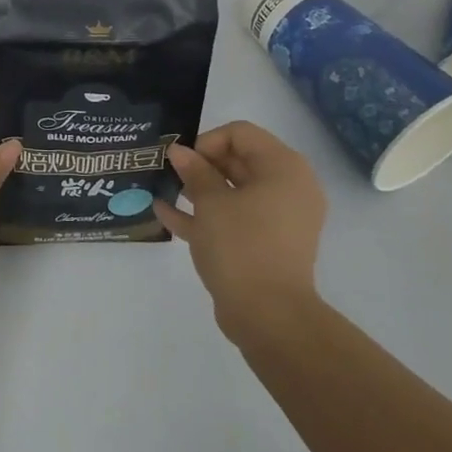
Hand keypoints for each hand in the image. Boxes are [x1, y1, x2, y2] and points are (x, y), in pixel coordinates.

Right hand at [154, 120, 328, 337]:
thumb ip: (195, 172)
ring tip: (164, 190)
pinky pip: (235, 218)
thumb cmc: (242, 246)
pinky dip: (206, 215)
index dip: (207, 141)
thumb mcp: (211, 203)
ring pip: (234, 191)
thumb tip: (179, 151)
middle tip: (168, 173)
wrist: (269, 317)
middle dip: (200, 165)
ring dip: (199, 189)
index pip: (240, 134)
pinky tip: (167, 214)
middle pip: (238, 160)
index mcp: (283, 168)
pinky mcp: (266, 244)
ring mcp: (278, 219)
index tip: (182, 162)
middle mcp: (288, 188)